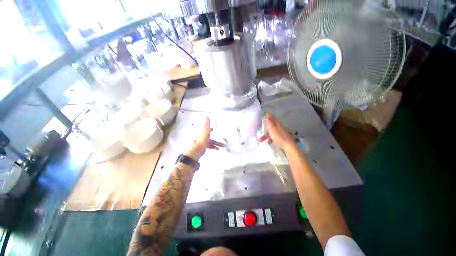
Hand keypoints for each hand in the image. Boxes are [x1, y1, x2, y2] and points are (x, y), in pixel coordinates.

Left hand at [186, 117, 224, 160]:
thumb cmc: (200, 142)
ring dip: (216, 142)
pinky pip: (209, 145)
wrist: (195, 153)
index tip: (217, 127)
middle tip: (223, 138)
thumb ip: (206, 125)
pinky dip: (213, 146)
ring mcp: (201, 141)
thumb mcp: (204, 132)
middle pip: (210, 134)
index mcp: (201, 131)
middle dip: (216, 136)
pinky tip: (217, 149)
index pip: (206, 127)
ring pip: (210, 140)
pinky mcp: (202, 147)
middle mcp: (201, 135)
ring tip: (223, 146)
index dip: (212, 126)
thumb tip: (207, 115)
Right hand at [260, 113, 295, 150]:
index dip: (270, 118)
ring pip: (273, 133)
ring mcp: (282, 134)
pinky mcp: (283, 139)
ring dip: (267, 136)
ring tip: (262, 140)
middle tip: (261, 133)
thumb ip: (269, 122)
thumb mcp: (272, 129)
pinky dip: (271, 140)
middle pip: (272, 127)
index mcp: (278, 125)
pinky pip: (275, 138)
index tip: (265, 118)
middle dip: (266, 129)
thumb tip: (268, 113)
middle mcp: (280, 128)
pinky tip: (269, 143)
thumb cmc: (279, 137)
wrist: (289, 147)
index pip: (274, 119)